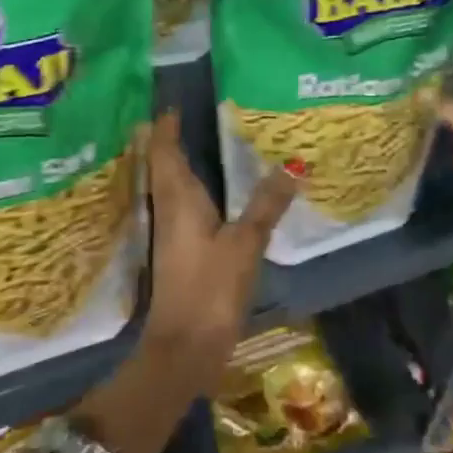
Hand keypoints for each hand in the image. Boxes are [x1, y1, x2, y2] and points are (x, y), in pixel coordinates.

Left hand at [141, 110, 295, 376]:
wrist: (184, 348)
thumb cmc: (209, 290)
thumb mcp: (244, 244)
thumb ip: (265, 205)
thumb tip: (290, 166)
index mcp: (177, 201)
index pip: (165, 153)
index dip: (166, 128)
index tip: (173, 105)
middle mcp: (168, 212)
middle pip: (163, 168)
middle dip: (170, 142)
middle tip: (189, 118)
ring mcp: (171, 236)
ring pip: (171, 189)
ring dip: (181, 166)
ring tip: (203, 145)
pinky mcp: (180, 255)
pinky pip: (183, 210)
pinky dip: (194, 193)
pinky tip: (214, 197)